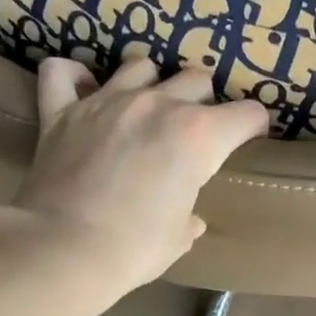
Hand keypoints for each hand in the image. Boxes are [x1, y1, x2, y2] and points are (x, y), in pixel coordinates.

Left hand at [8, 53, 269, 301]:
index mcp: (199, 135)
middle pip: (197, 79)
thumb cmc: (135, 249)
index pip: (247, 114)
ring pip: (140, 65)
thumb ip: (189, 215)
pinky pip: (63, 72)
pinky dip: (75, 78)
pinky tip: (83, 90)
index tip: (250, 139)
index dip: (254, 127)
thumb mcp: (179, 237)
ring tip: (145, 108)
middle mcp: (158, 104)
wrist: (64, 250)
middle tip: (195, 130)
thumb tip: (189, 218)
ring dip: (151, 83)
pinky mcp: (61, 110)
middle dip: (204, 101)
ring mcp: (106, 101)